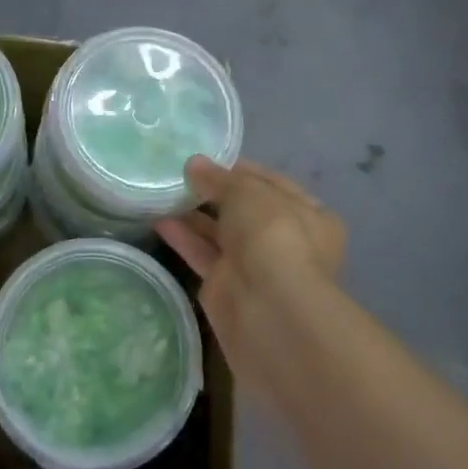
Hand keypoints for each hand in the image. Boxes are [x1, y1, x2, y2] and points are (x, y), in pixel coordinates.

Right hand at [156, 158, 345, 382]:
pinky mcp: (227, 287)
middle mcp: (286, 240)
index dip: (239, 169)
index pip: (271, 183)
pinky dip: (183, 238)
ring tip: (162, 192)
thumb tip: (194, 164)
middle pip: (244, 210)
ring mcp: (256, 266)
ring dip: (194, 214)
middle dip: (213, 193)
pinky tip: (158, 219)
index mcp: (309, 214)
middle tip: (179, 174)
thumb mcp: (246, 192)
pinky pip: (203, 254)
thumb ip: (218, 178)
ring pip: (221, 233)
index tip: (207, 158)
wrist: (268, 309)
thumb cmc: (271, 235)